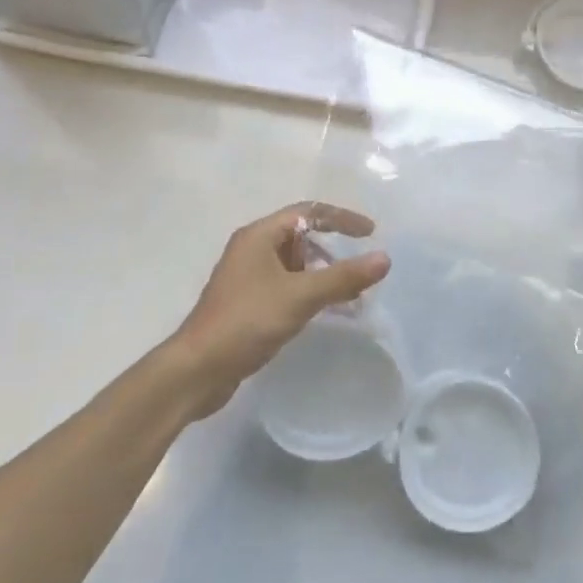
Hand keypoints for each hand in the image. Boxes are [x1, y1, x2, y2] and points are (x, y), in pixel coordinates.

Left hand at [167, 202, 390, 417]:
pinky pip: (286, 286)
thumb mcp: (300, 296)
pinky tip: (325, 312)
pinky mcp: (247, 302)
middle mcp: (252, 249)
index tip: (371, 233)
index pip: (308, 212)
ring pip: (294, 264)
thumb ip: (343, 276)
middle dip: (333, 250)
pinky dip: (309, 292)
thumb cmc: (247, 321)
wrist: (197, 370)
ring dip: (322, 274)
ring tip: (349, 295)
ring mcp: (247, 276)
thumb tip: (384, 258)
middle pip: (300, 236)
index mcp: (259, 235)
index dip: (341, 219)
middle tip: (360, 269)